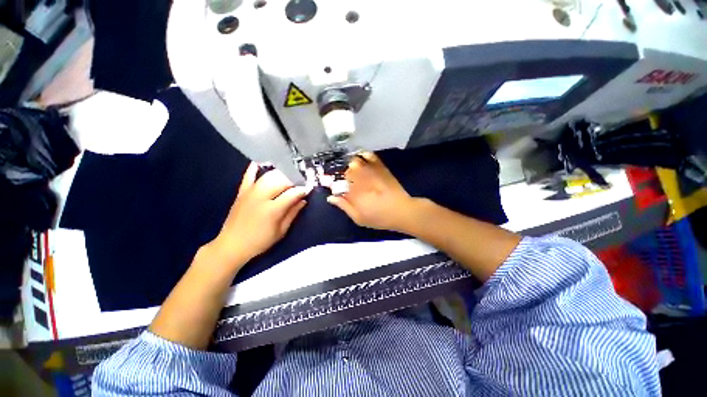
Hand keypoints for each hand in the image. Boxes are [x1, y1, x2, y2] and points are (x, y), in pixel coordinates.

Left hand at [209, 163, 309, 266]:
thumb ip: (293, 213)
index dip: (303, 189)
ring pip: (269, 176)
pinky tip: (262, 162)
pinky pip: (249, 175)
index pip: (292, 193)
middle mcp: (261, 197)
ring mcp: (250, 192)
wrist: (231, 245)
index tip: (310, 188)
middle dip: (294, 179)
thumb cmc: (260, 241)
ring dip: (281, 174)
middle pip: (281, 180)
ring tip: (290, 176)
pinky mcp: (242, 192)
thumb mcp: (281, 231)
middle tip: (301, 182)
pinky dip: (255, 168)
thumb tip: (303, 200)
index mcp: (272, 209)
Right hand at [327, 152, 415, 231]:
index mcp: (352, 191)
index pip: (336, 183)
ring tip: (351, 170)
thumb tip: (330, 197)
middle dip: (342, 175)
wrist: (401, 210)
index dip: (332, 183)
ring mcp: (370, 170)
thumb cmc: (379, 217)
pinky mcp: (380, 167)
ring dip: (350, 165)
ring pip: (354, 161)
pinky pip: (369, 155)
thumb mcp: (359, 218)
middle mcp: (359, 178)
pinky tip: (361, 159)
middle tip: (344, 180)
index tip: (332, 186)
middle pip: (344, 171)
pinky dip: (363, 155)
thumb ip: (344, 206)